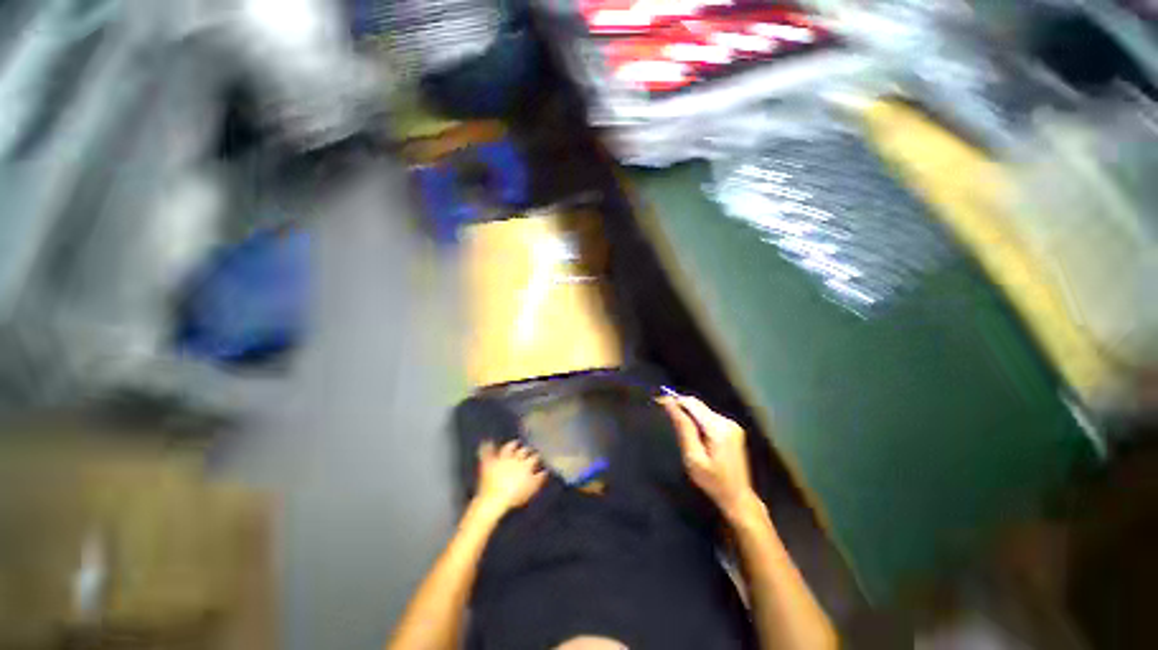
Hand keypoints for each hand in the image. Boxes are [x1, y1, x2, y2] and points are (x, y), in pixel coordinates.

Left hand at [474, 440, 547, 514]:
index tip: (539, 456)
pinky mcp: (489, 462)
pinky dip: (487, 447)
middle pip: (523, 451)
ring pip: (508, 448)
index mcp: (526, 464)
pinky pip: (487, 452)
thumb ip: (539, 479)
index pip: (534, 457)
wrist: (494, 498)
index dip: (536, 456)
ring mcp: (501, 459)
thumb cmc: (515, 496)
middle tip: (528, 449)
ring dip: (512, 444)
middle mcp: (515, 458)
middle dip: (526, 449)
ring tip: (515, 443)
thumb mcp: (531, 489)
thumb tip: (545, 471)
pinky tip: (488, 442)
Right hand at [659, 395, 756, 518]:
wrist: (738, 497)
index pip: (692, 403)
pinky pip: (709, 417)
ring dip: (689, 414)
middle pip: (698, 405)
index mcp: (718, 428)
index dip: (674, 400)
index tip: (659, 401)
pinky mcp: (732, 429)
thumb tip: (670, 405)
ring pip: (702, 410)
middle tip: (664, 413)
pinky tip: (693, 434)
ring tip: (678, 427)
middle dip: (681, 406)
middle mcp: (727, 421)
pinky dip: (697, 420)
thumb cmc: (713, 482)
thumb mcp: (693, 458)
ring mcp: (732, 424)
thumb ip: (683, 428)